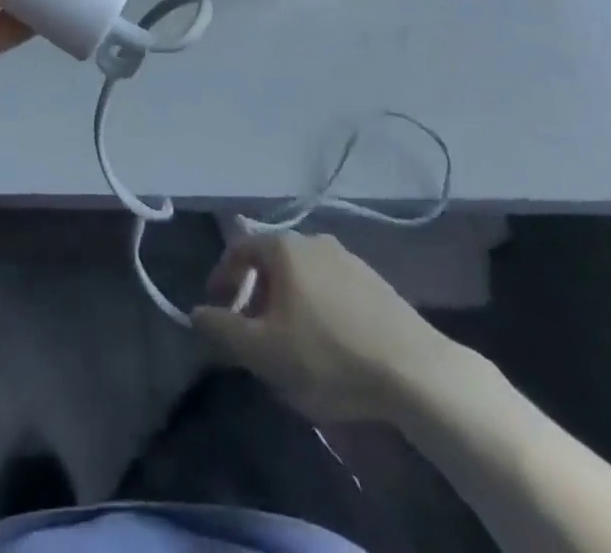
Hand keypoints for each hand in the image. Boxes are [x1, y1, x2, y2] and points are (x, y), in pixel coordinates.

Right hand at [191, 232, 470, 424]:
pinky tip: (327, 344)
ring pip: (302, 276)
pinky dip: (316, 307)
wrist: (414, 371)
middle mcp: (313, 240)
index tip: (216, 309)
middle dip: (255, 295)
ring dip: (286, 303)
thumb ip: (223, 329)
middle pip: (271, 262)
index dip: (222, 278)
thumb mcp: (264, 352)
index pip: (238, 249)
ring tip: (288, 342)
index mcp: (284, 248)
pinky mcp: (375, 282)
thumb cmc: (328, 356)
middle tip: (251, 333)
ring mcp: (348, 258)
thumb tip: (196, 313)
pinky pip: (330, 288)